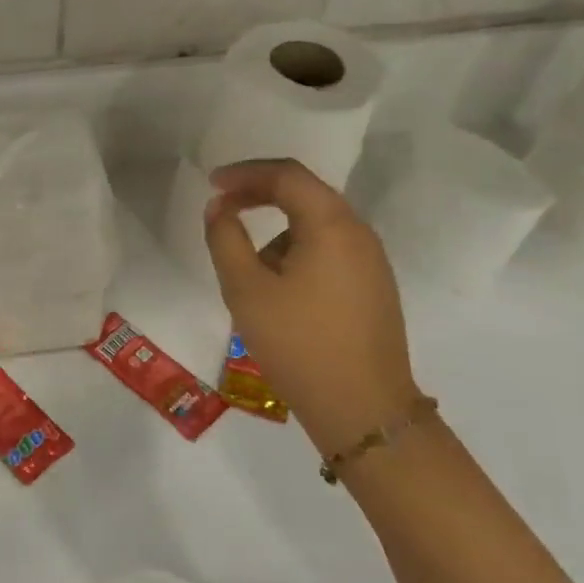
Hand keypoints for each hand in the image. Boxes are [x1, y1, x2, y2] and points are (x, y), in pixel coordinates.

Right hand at [203, 159, 420, 453]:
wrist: (363, 409)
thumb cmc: (298, 342)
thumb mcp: (245, 288)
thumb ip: (225, 238)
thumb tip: (220, 208)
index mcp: (332, 225)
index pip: (287, 175)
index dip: (245, 173)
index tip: (211, 185)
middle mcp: (359, 234)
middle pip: (306, 194)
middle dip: (259, 195)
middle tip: (222, 208)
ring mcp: (370, 262)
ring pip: (316, 224)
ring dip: (276, 228)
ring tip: (245, 266)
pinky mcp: (372, 288)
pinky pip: (328, 250)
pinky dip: (295, 250)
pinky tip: (276, 289)